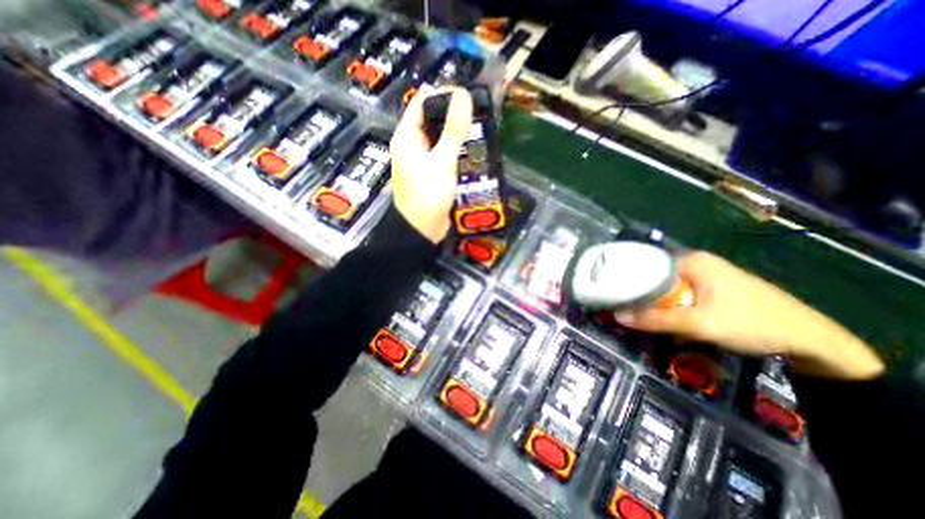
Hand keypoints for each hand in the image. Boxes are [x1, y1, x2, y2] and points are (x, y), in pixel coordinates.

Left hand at [388, 87, 471, 242]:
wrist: (421, 230)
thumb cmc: (428, 195)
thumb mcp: (442, 161)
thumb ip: (453, 130)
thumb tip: (463, 95)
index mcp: (407, 137)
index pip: (422, 103)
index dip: (442, 95)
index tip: (467, 95)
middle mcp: (412, 146)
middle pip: (432, 121)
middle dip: (453, 115)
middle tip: (478, 112)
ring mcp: (422, 161)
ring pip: (440, 139)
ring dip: (457, 135)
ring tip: (480, 128)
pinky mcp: (432, 174)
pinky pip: (444, 156)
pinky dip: (456, 152)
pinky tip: (472, 151)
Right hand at [617, 249, 883, 377]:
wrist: (812, 342)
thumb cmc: (752, 324)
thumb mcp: (699, 324)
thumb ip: (656, 319)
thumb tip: (618, 315)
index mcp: (691, 261)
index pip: (645, 264)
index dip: (627, 279)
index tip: (612, 294)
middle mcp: (696, 263)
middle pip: (655, 276)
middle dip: (640, 293)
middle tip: (623, 308)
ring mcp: (706, 275)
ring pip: (667, 287)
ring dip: (655, 301)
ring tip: (637, 314)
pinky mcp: (713, 288)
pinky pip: (680, 293)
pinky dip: (669, 304)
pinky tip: (665, 317)